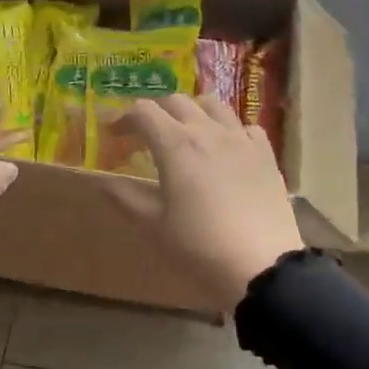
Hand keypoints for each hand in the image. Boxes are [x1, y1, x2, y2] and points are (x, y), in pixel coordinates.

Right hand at [111, 93, 302, 312]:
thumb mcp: (153, 225)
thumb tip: (102, 181)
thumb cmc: (199, 246)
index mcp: (176, 144)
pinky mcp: (266, 155)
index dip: (124, 118)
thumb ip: (124, 198)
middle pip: (177, 101)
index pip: (144, 111)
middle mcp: (208, 131)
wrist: (262, 267)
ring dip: (193, 110)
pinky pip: (246, 127)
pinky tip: (227, 148)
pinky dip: (230, 129)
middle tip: (145, 133)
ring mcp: (241, 140)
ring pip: (214, 105)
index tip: (114, 136)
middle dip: (155, 111)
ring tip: (186, 130)